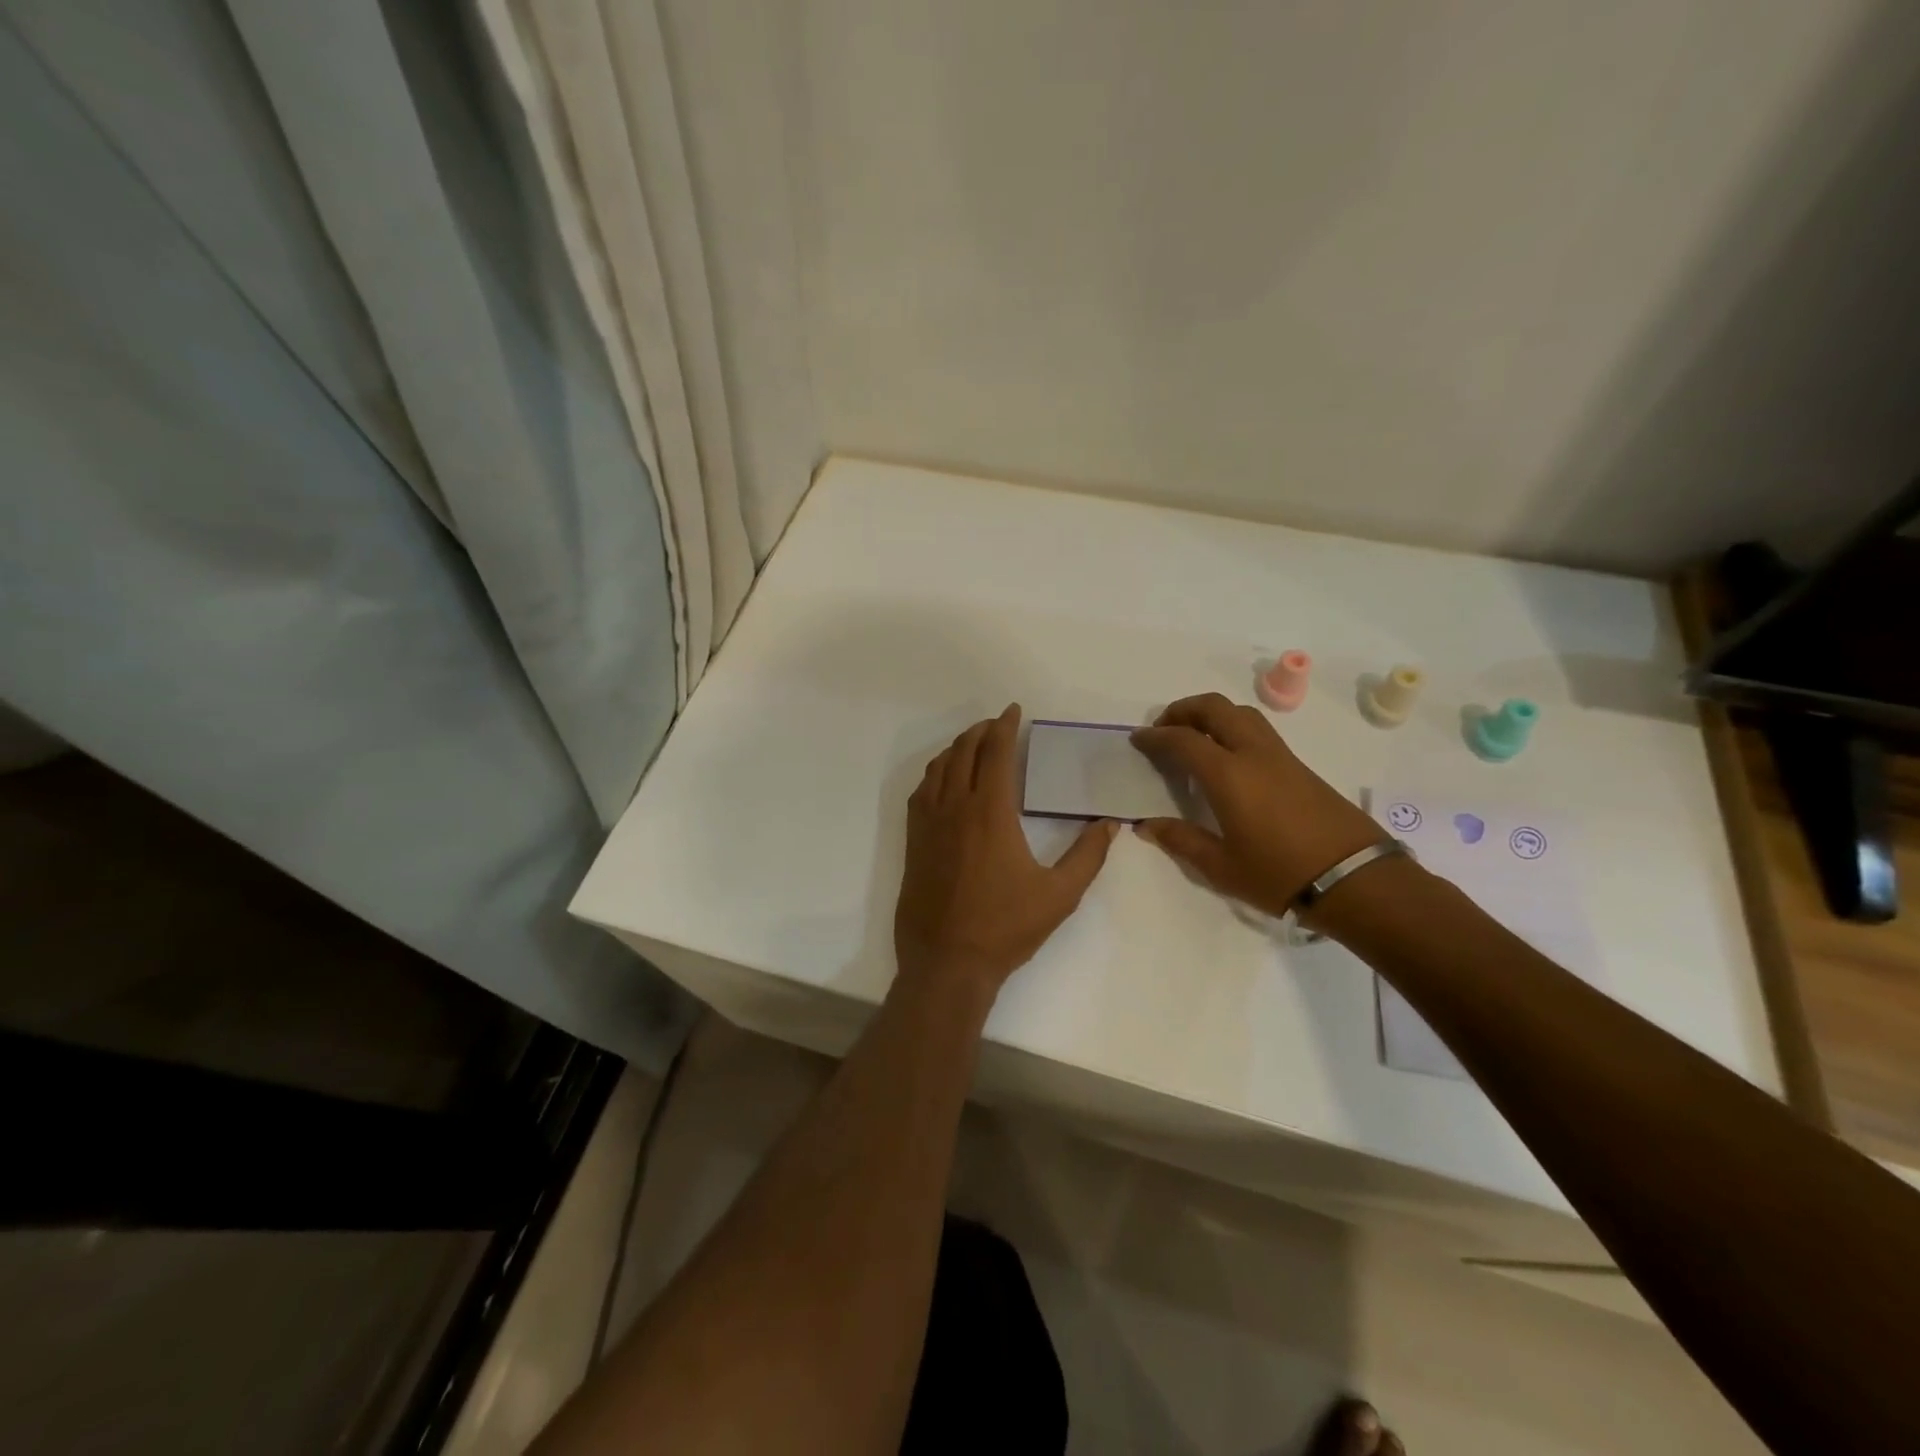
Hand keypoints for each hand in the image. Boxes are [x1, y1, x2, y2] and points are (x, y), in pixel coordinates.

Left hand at [895, 705, 1118, 998]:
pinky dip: (935, 773)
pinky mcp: (914, 842)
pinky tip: (943, 779)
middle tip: (997, 725)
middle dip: (982, 731)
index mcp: (991, 813)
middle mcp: (956, 808)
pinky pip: (921, 792)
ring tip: (973, 743)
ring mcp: (929, 824)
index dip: (1005, 727)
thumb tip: (1110, 825)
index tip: (1013, 711)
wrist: (947, 961)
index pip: (996, 753)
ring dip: (957, 748)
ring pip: (939, 768)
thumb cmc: (1005, 927)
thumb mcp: (1060, 895)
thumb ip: (1088, 855)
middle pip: (964, 752)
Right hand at [1131, 693, 1383, 917]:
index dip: (1156, 735)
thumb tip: (1147, 825)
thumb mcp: (1221, 867)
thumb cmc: (1280, 875)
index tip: (1138, 739)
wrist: (1356, 880)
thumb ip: (1181, 840)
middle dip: (1184, 709)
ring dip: (1212, 715)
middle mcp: (1254, 754)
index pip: (1184, 739)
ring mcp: (1281, 757)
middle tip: (1165, 729)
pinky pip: (1258, 731)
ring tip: (1194, 738)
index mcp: (1229, 775)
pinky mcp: (1300, 767)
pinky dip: (1233, 729)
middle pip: (1216, 708)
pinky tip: (1227, 759)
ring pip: (1242, 713)